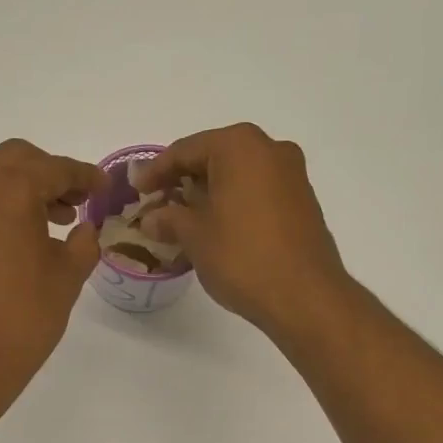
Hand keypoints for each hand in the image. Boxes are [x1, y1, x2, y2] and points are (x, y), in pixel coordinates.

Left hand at [0, 140, 107, 408]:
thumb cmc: (23, 317)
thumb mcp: (67, 277)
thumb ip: (83, 243)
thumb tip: (84, 230)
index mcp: (8, 190)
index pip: (54, 169)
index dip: (85, 176)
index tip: (105, 187)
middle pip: (16, 160)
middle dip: (49, 174)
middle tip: (77, 201)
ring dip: (22, 190)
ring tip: (53, 223)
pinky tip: (20, 242)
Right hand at [132, 124, 351, 337]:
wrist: (305, 296)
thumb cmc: (243, 257)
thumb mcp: (195, 236)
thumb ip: (169, 219)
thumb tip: (152, 218)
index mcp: (240, 146)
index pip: (186, 150)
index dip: (156, 171)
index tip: (137, 190)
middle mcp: (271, 150)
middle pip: (215, 157)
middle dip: (184, 180)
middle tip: (158, 203)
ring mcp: (292, 175)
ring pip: (238, 176)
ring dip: (210, 194)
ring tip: (183, 219)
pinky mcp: (303, 202)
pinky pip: (258, 192)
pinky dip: (234, 204)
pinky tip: (217, 228)